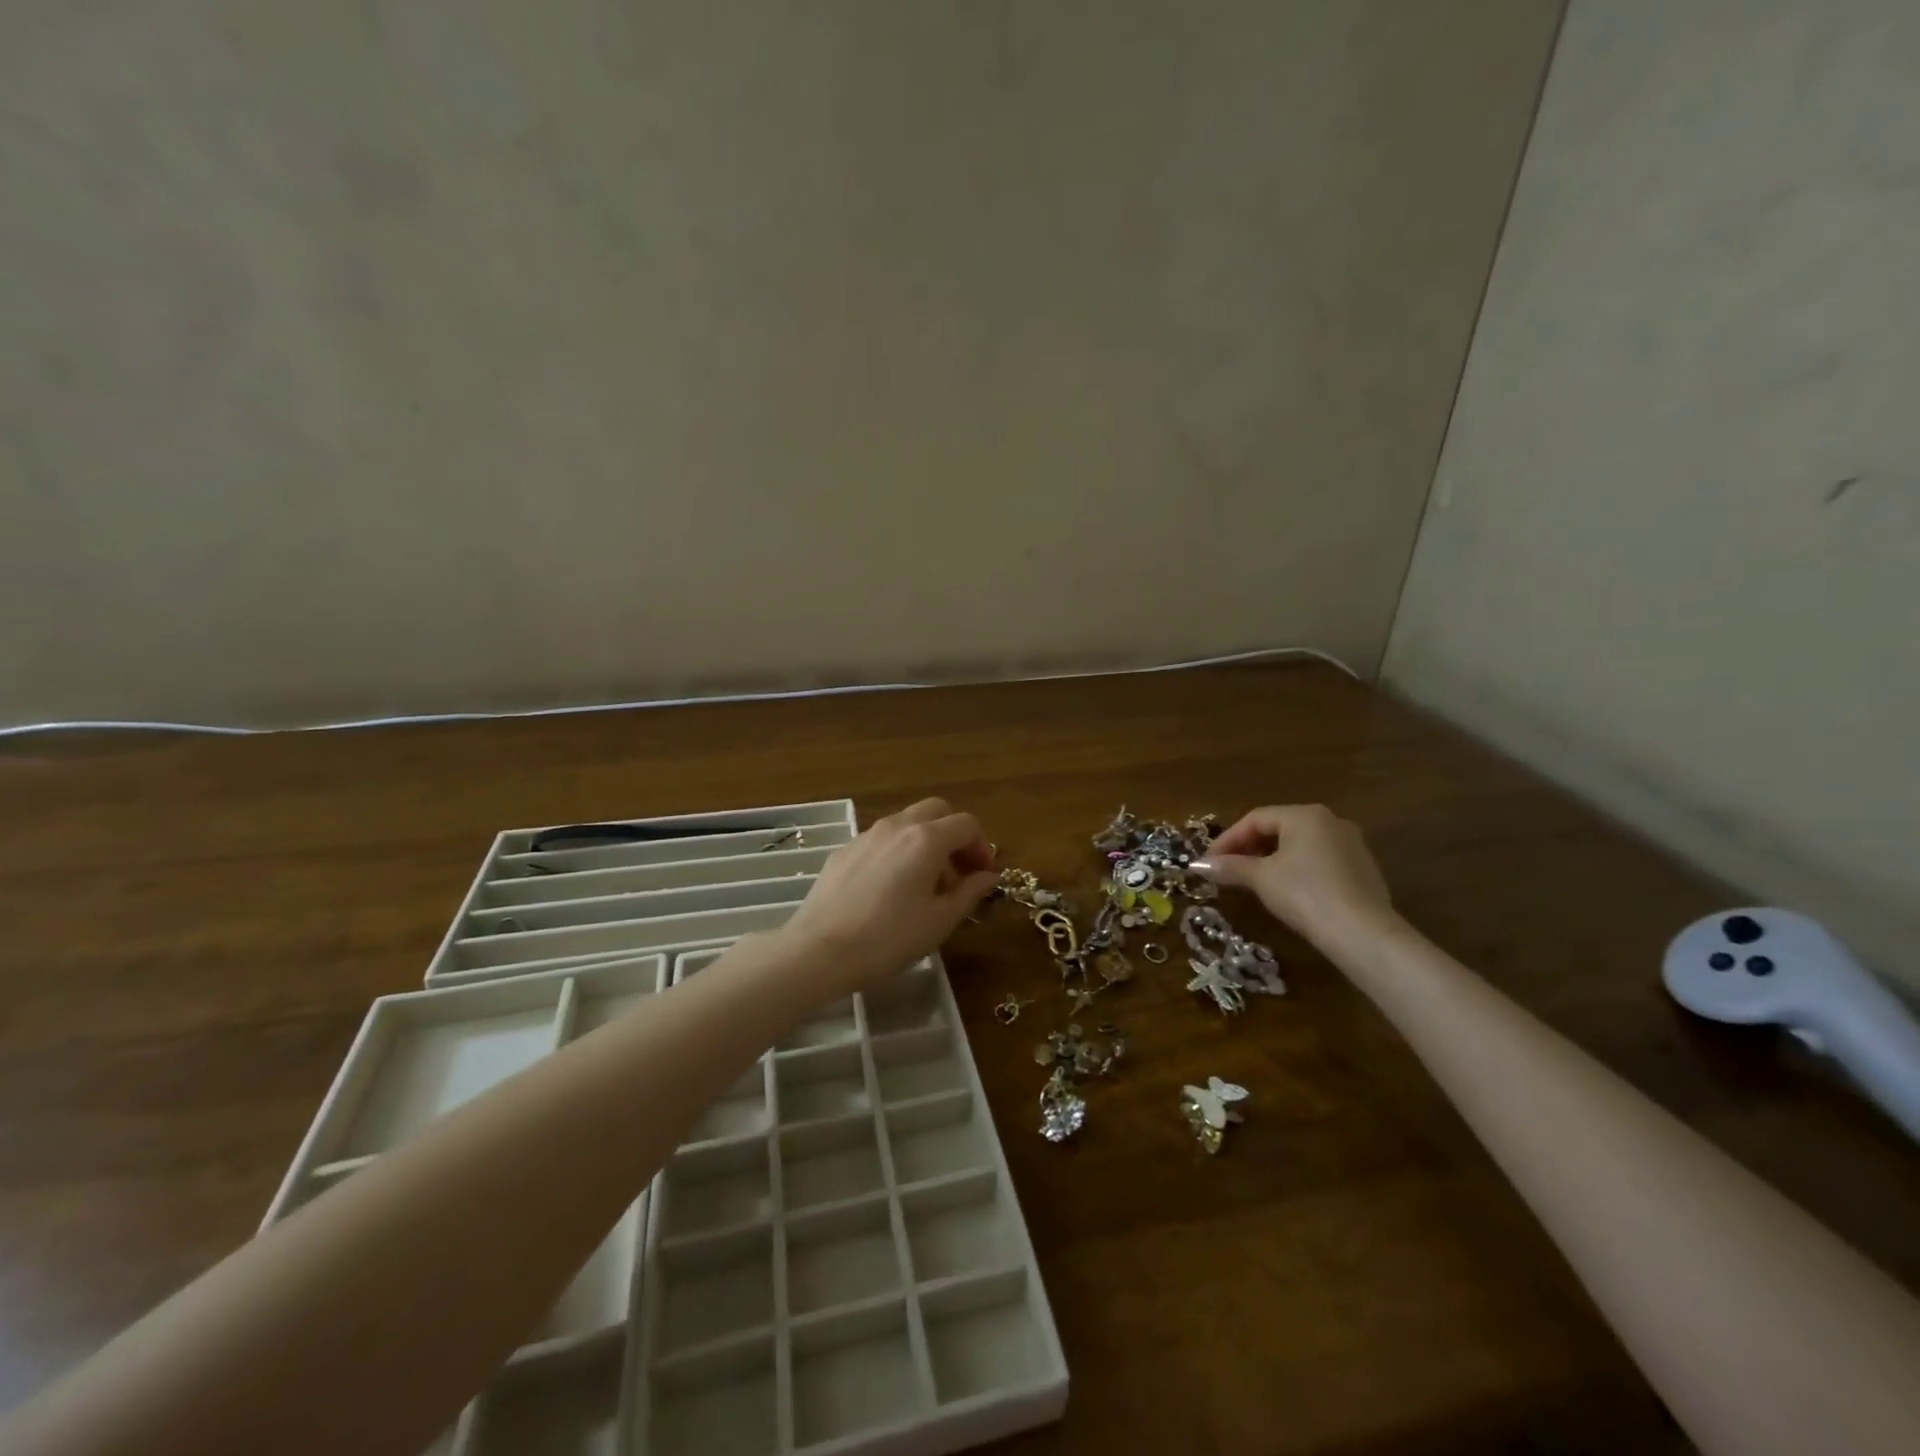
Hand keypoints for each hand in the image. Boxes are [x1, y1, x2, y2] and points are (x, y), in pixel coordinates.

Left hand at [777, 798, 997, 996]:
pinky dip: (899, 852)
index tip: (984, 876)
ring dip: (927, 843)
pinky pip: (882, 840)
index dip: (982, 847)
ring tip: (927, 885)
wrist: (819, 950)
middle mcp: (897, 826)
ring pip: (907, 823)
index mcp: (926, 839)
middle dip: (955, 836)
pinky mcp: (845, 850)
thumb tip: (988, 876)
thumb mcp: (939, 921)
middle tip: (960, 872)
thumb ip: (969, 893)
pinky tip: (892, 889)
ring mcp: (867, 835)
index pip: (966, 825)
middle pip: (937, 811)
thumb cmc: (888, 938)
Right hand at [1196, 804, 1393, 948]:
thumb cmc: (1306, 895)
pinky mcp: (1363, 870)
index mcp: (1305, 815)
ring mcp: (1351, 845)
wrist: (1363, 934)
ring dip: (1270, 859)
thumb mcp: (1261, 879)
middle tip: (1227, 870)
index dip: (1227, 840)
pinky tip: (1285, 892)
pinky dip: (1295, 870)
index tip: (1209, 862)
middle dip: (1248, 848)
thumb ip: (1230, 867)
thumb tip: (1198, 865)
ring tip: (1251, 881)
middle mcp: (1331, 821)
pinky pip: (1318, 861)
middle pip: (1278, 828)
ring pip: (1299, 845)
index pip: (1255, 819)